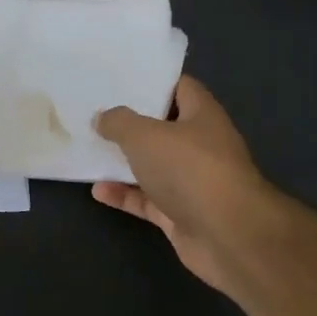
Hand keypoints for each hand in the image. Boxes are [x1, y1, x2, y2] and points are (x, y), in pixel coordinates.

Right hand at [91, 76, 282, 293]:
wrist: (228, 237)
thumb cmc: (189, 170)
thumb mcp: (144, 135)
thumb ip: (118, 122)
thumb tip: (102, 118)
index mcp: (202, 116)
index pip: (179, 87)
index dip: (152, 81)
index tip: (120, 79)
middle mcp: (200, 146)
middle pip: (162, 127)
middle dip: (130, 122)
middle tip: (94, 111)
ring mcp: (191, 182)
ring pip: (152, 165)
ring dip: (123, 161)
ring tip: (89, 149)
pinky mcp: (180, 214)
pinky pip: (146, 199)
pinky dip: (123, 195)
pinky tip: (97, 190)